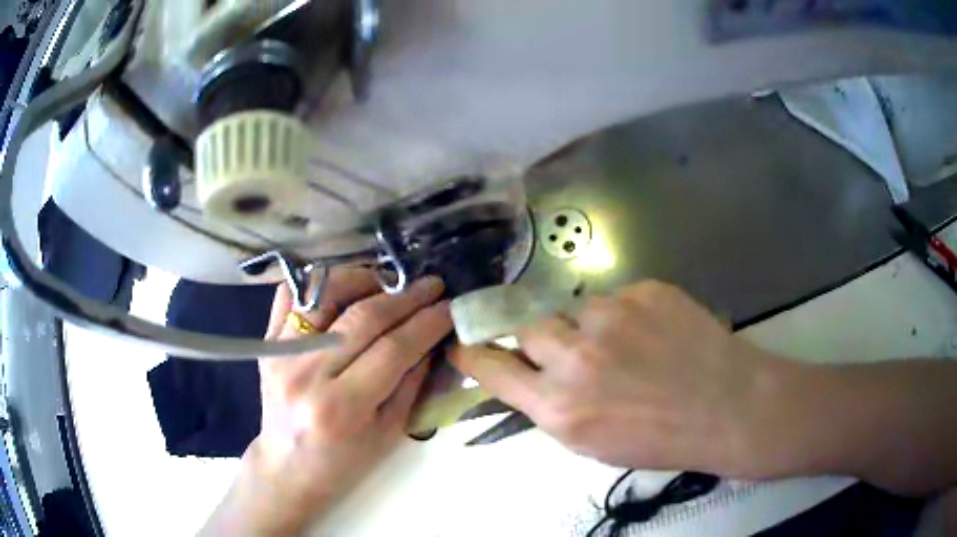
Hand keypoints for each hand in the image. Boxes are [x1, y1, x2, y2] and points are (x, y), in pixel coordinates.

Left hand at [204, 270, 450, 535]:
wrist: (289, 467)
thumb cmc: (344, 461)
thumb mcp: (390, 432)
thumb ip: (412, 381)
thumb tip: (433, 336)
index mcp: (341, 407)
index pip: (393, 349)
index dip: (426, 323)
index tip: (449, 307)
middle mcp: (307, 374)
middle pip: (363, 317)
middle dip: (406, 297)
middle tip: (432, 286)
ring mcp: (281, 353)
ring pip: (325, 294)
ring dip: (363, 279)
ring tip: (389, 282)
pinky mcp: (268, 343)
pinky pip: (290, 295)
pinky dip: (317, 283)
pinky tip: (344, 288)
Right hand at [450, 281, 780, 476]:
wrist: (727, 406)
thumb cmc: (661, 438)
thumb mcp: (593, 443)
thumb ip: (552, 407)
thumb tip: (530, 377)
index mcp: (561, 407)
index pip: (494, 368)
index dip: (473, 354)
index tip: (462, 343)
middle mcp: (576, 358)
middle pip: (527, 328)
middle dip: (538, 339)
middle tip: (567, 352)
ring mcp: (611, 317)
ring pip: (572, 310)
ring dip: (585, 327)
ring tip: (623, 346)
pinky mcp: (643, 290)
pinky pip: (614, 297)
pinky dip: (623, 314)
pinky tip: (651, 333)